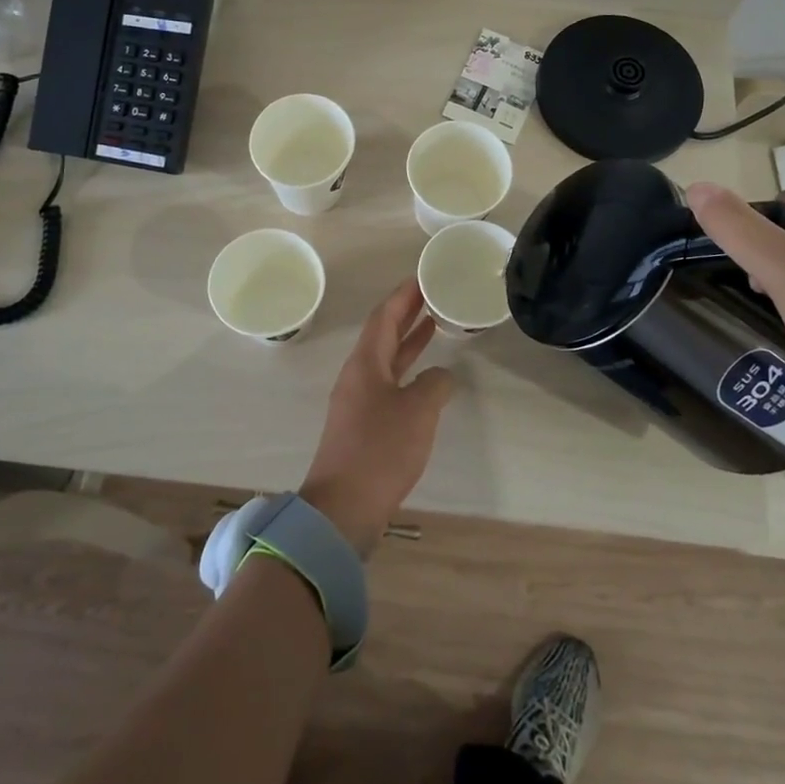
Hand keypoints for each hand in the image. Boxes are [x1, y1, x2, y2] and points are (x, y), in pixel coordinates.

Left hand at [299, 279, 456, 556]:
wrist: (344, 506)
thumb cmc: (380, 449)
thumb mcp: (418, 410)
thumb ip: (435, 384)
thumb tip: (441, 377)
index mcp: (365, 363)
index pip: (383, 316)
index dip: (402, 295)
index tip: (422, 277)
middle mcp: (358, 376)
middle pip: (382, 334)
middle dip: (405, 313)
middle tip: (431, 294)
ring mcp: (358, 402)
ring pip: (386, 360)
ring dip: (408, 342)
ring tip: (433, 325)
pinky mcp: (363, 426)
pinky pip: (388, 384)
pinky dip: (407, 371)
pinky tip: (426, 378)